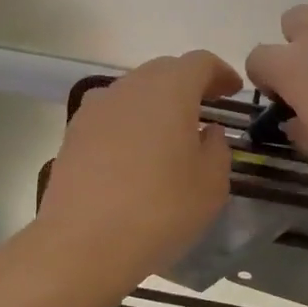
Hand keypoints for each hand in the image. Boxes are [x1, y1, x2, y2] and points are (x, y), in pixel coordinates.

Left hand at [39, 50, 241, 279]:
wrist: (82, 243)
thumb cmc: (160, 210)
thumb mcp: (210, 185)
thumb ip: (216, 149)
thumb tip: (207, 132)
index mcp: (169, 90)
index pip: (199, 63)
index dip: (220, 73)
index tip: (233, 89)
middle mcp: (129, 87)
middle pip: (163, 71)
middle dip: (188, 84)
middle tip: (206, 107)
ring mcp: (95, 109)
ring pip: (133, 91)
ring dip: (156, 103)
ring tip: (170, 132)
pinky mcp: (73, 133)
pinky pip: (111, 115)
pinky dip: (129, 123)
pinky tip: (135, 154)